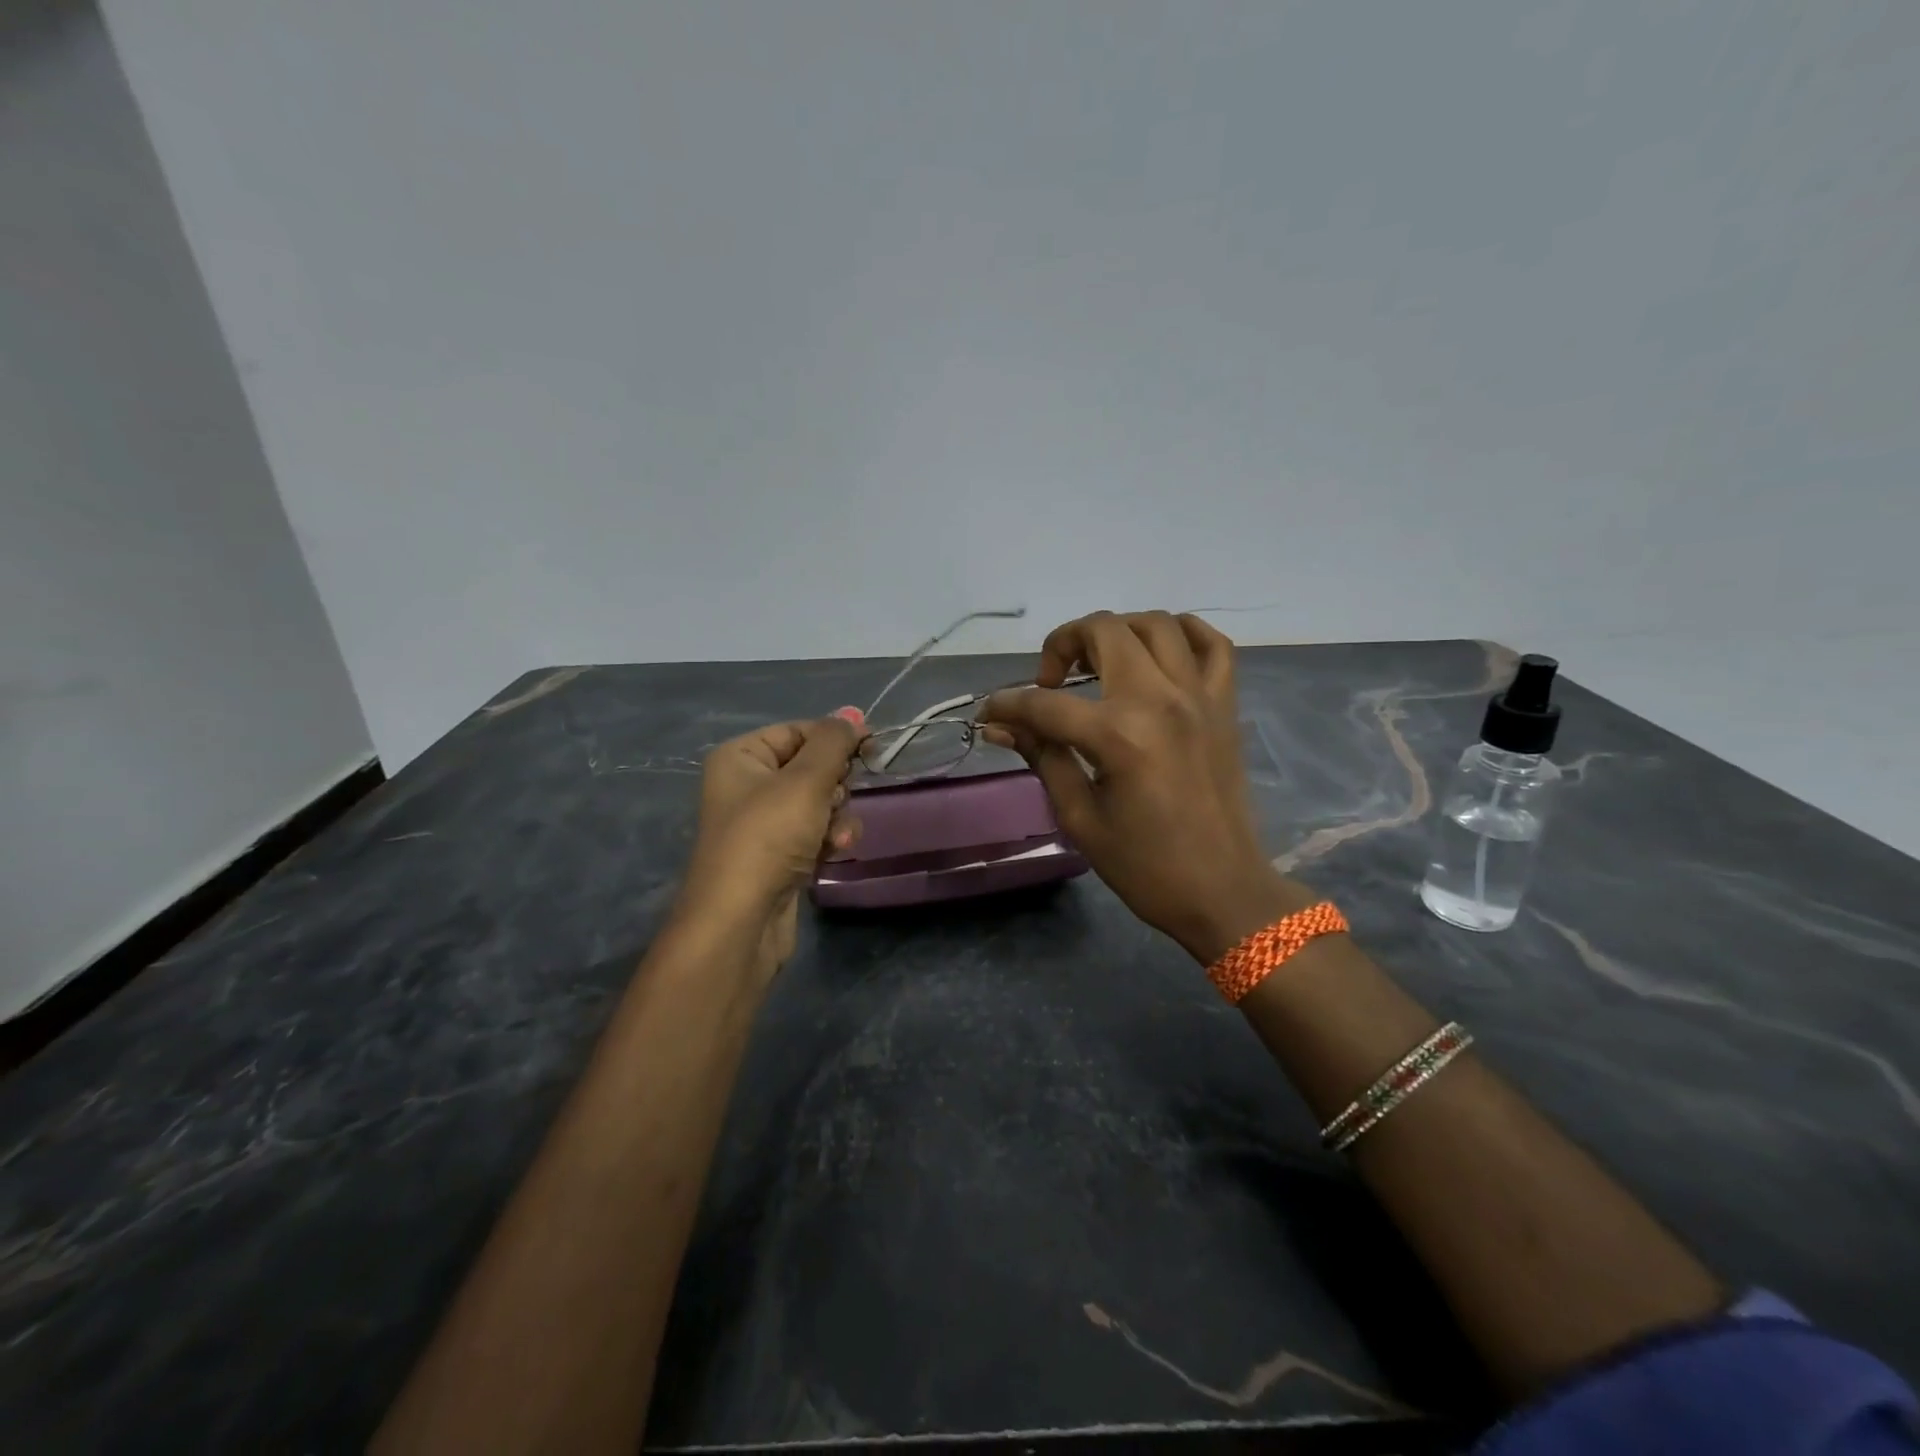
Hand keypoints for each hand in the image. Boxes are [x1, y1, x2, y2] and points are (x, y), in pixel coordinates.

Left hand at [680, 716, 861, 967]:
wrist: (740, 921)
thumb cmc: (768, 837)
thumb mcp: (806, 780)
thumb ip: (834, 742)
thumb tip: (852, 713)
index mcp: (741, 756)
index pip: (799, 730)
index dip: (836, 738)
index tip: (872, 749)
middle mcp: (747, 784)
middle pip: (812, 767)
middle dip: (836, 785)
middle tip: (835, 800)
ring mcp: (763, 822)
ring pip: (820, 802)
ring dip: (838, 816)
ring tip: (836, 837)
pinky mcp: (779, 854)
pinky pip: (815, 831)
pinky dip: (829, 838)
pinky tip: (833, 853)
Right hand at [981, 611, 1311, 963]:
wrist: (1222, 891)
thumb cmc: (1145, 866)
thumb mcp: (1080, 817)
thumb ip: (1043, 757)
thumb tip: (1001, 727)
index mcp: (1119, 736)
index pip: (1046, 703)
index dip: (1008, 705)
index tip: (990, 713)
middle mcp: (1161, 700)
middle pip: (1105, 632)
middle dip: (1063, 644)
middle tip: (1050, 681)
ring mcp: (1200, 697)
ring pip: (1157, 624)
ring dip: (1118, 631)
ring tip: (1099, 662)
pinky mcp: (1225, 706)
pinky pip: (1212, 644)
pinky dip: (1183, 634)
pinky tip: (1158, 652)